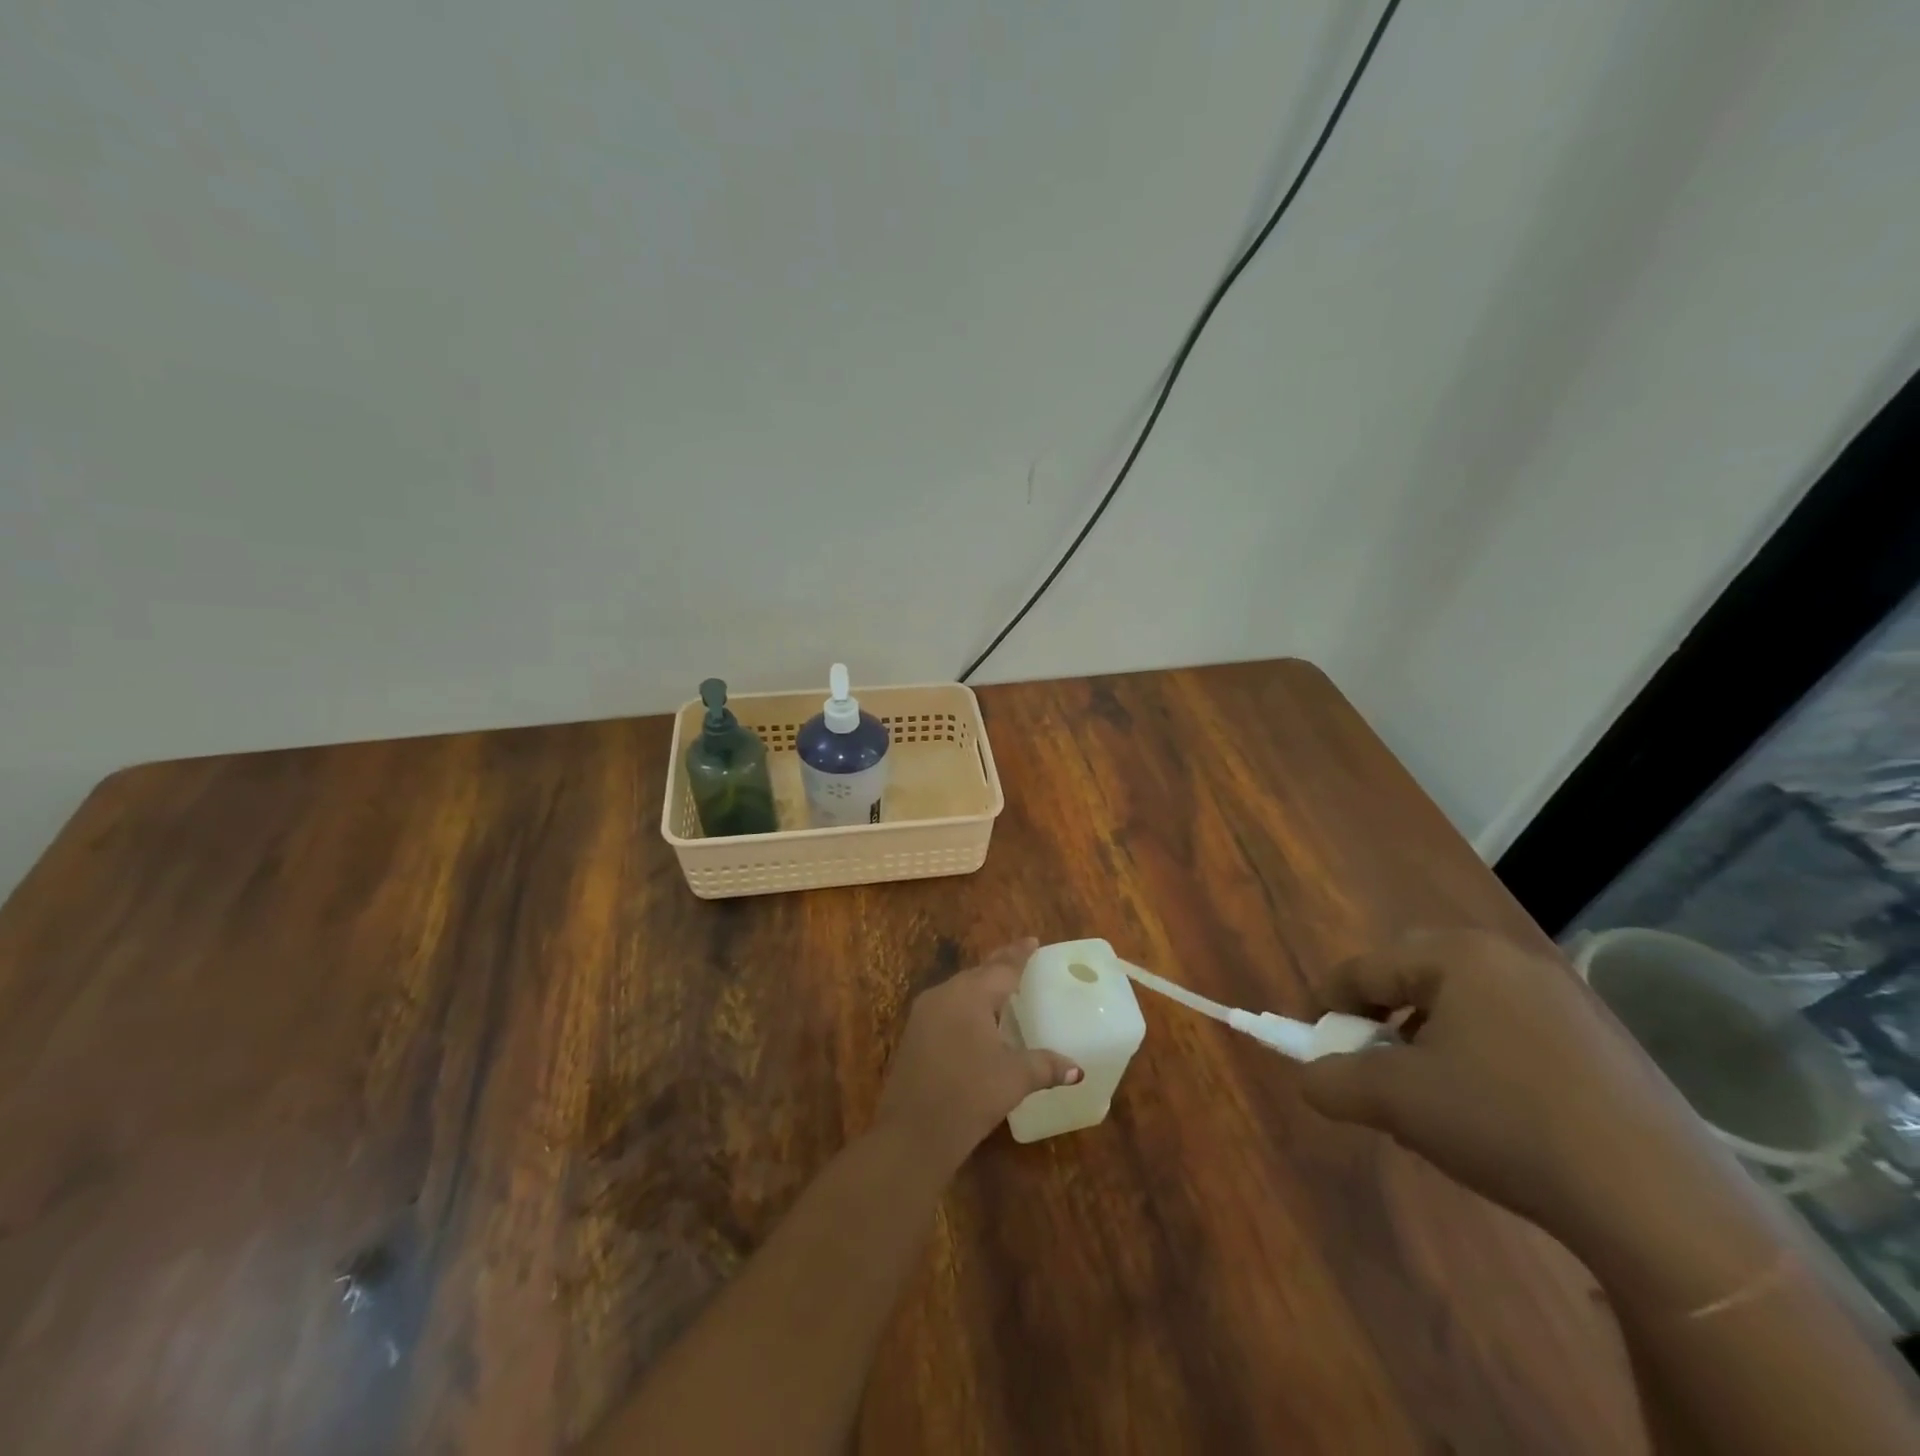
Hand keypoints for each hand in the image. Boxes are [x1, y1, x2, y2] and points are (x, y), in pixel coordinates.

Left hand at [875, 939, 1082, 1171]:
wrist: (911, 1132)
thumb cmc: (969, 1095)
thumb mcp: (1014, 1078)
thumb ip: (1045, 1066)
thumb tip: (1076, 1069)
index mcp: (970, 994)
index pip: (1002, 968)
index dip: (1019, 955)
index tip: (1032, 941)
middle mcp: (944, 995)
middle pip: (978, 974)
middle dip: (999, 966)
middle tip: (1021, 958)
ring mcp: (924, 1015)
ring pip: (959, 990)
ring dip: (981, 986)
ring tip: (1002, 987)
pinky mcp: (914, 1036)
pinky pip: (947, 1008)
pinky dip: (966, 1006)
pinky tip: (976, 1019)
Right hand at [1297, 929, 1707, 1238]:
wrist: (1660, 1203)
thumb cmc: (1503, 1123)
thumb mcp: (1395, 1101)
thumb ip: (1332, 1080)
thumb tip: (1310, 1077)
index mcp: (1456, 956)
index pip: (1364, 968)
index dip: (1328, 1005)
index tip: (1315, 1046)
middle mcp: (1509, 959)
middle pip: (1413, 976)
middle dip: (1381, 1018)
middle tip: (1373, 1065)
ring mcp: (1562, 998)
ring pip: (1463, 1005)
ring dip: (1428, 1039)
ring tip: (1428, 1097)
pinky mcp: (1600, 1041)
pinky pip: (1509, 1030)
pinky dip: (1478, 1057)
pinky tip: (1489, 1113)